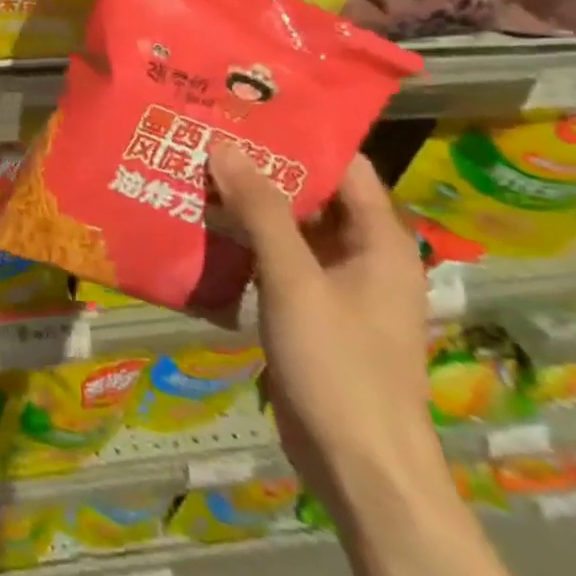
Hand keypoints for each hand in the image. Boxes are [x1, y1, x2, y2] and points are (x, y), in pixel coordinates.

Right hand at [207, 143, 446, 521]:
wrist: (361, 466)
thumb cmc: (339, 365)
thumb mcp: (295, 280)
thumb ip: (262, 210)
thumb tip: (226, 145)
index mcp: (379, 242)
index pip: (345, 167)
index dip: (301, 135)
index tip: (247, 108)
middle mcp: (364, 257)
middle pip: (313, 194)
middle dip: (263, 166)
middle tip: (207, 134)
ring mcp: (338, 287)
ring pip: (291, 228)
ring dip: (249, 204)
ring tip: (196, 170)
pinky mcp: (313, 313)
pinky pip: (279, 261)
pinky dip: (247, 241)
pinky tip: (204, 227)